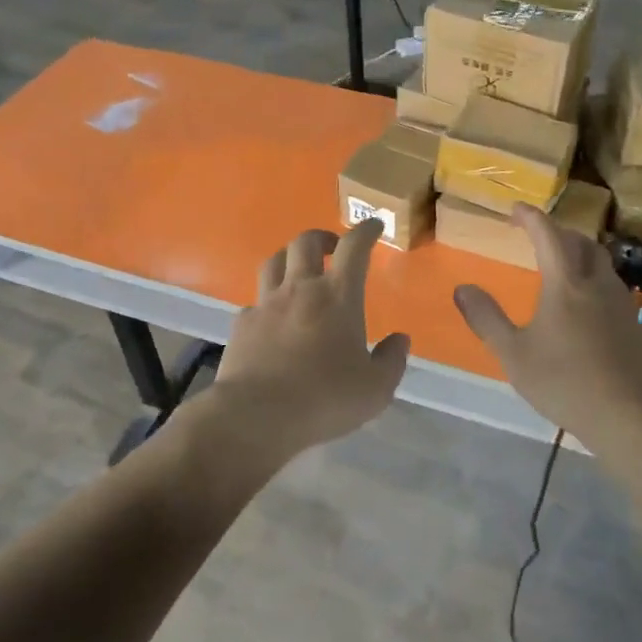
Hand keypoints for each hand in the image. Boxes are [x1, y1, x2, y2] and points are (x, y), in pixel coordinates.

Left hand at [208, 219, 410, 461]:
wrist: (257, 416)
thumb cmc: (325, 398)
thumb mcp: (376, 388)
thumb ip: (392, 360)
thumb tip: (399, 339)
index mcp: (338, 296)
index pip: (354, 248)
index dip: (365, 231)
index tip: (373, 225)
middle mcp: (300, 289)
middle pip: (306, 242)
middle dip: (323, 237)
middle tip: (333, 248)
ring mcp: (266, 304)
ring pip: (274, 261)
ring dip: (290, 257)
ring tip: (299, 269)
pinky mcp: (242, 325)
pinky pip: (255, 301)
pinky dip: (266, 301)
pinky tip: (271, 318)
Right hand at [452, 205, 641, 446]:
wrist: (631, 417)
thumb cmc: (565, 383)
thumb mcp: (513, 354)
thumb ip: (486, 319)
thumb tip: (462, 288)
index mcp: (565, 285)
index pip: (548, 235)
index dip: (532, 217)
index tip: (516, 209)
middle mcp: (598, 285)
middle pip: (582, 244)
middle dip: (560, 234)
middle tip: (540, 240)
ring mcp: (623, 306)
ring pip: (603, 266)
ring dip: (582, 258)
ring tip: (564, 272)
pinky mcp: (638, 328)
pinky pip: (615, 294)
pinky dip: (596, 288)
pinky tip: (589, 314)